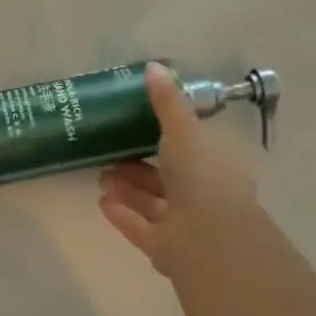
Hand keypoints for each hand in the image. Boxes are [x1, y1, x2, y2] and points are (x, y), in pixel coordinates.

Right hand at [97, 62, 263, 279]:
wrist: (209, 237)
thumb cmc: (201, 176)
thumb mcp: (183, 130)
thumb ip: (167, 102)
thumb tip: (153, 67)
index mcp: (215, 165)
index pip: (191, 147)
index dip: (167, 137)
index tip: (138, 126)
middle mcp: (204, 194)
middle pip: (168, 177)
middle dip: (138, 167)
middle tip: (109, 155)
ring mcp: (187, 224)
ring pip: (154, 203)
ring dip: (128, 190)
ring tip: (100, 178)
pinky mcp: (168, 248)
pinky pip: (142, 228)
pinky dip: (123, 215)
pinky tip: (102, 203)